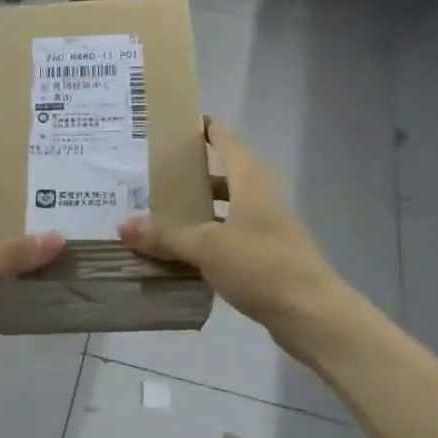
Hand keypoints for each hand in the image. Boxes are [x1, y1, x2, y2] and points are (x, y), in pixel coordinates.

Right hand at [118, 118, 350, 353]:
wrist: (313, 315)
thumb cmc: (262, 267)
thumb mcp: (207, 247)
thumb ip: (166, 236)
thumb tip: (124, 225)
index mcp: (251, 185)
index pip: (229, 143)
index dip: (210, 130)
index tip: (185, 123)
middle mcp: (261, 202)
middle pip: (226, 178)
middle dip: (195, 175)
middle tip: (157, 175)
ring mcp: (267, 232)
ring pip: (227, 212)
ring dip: (199, 212)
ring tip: (162, 215)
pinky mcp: (266, 261)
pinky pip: (229, 241)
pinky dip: (207, 242)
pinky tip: (182, 255)